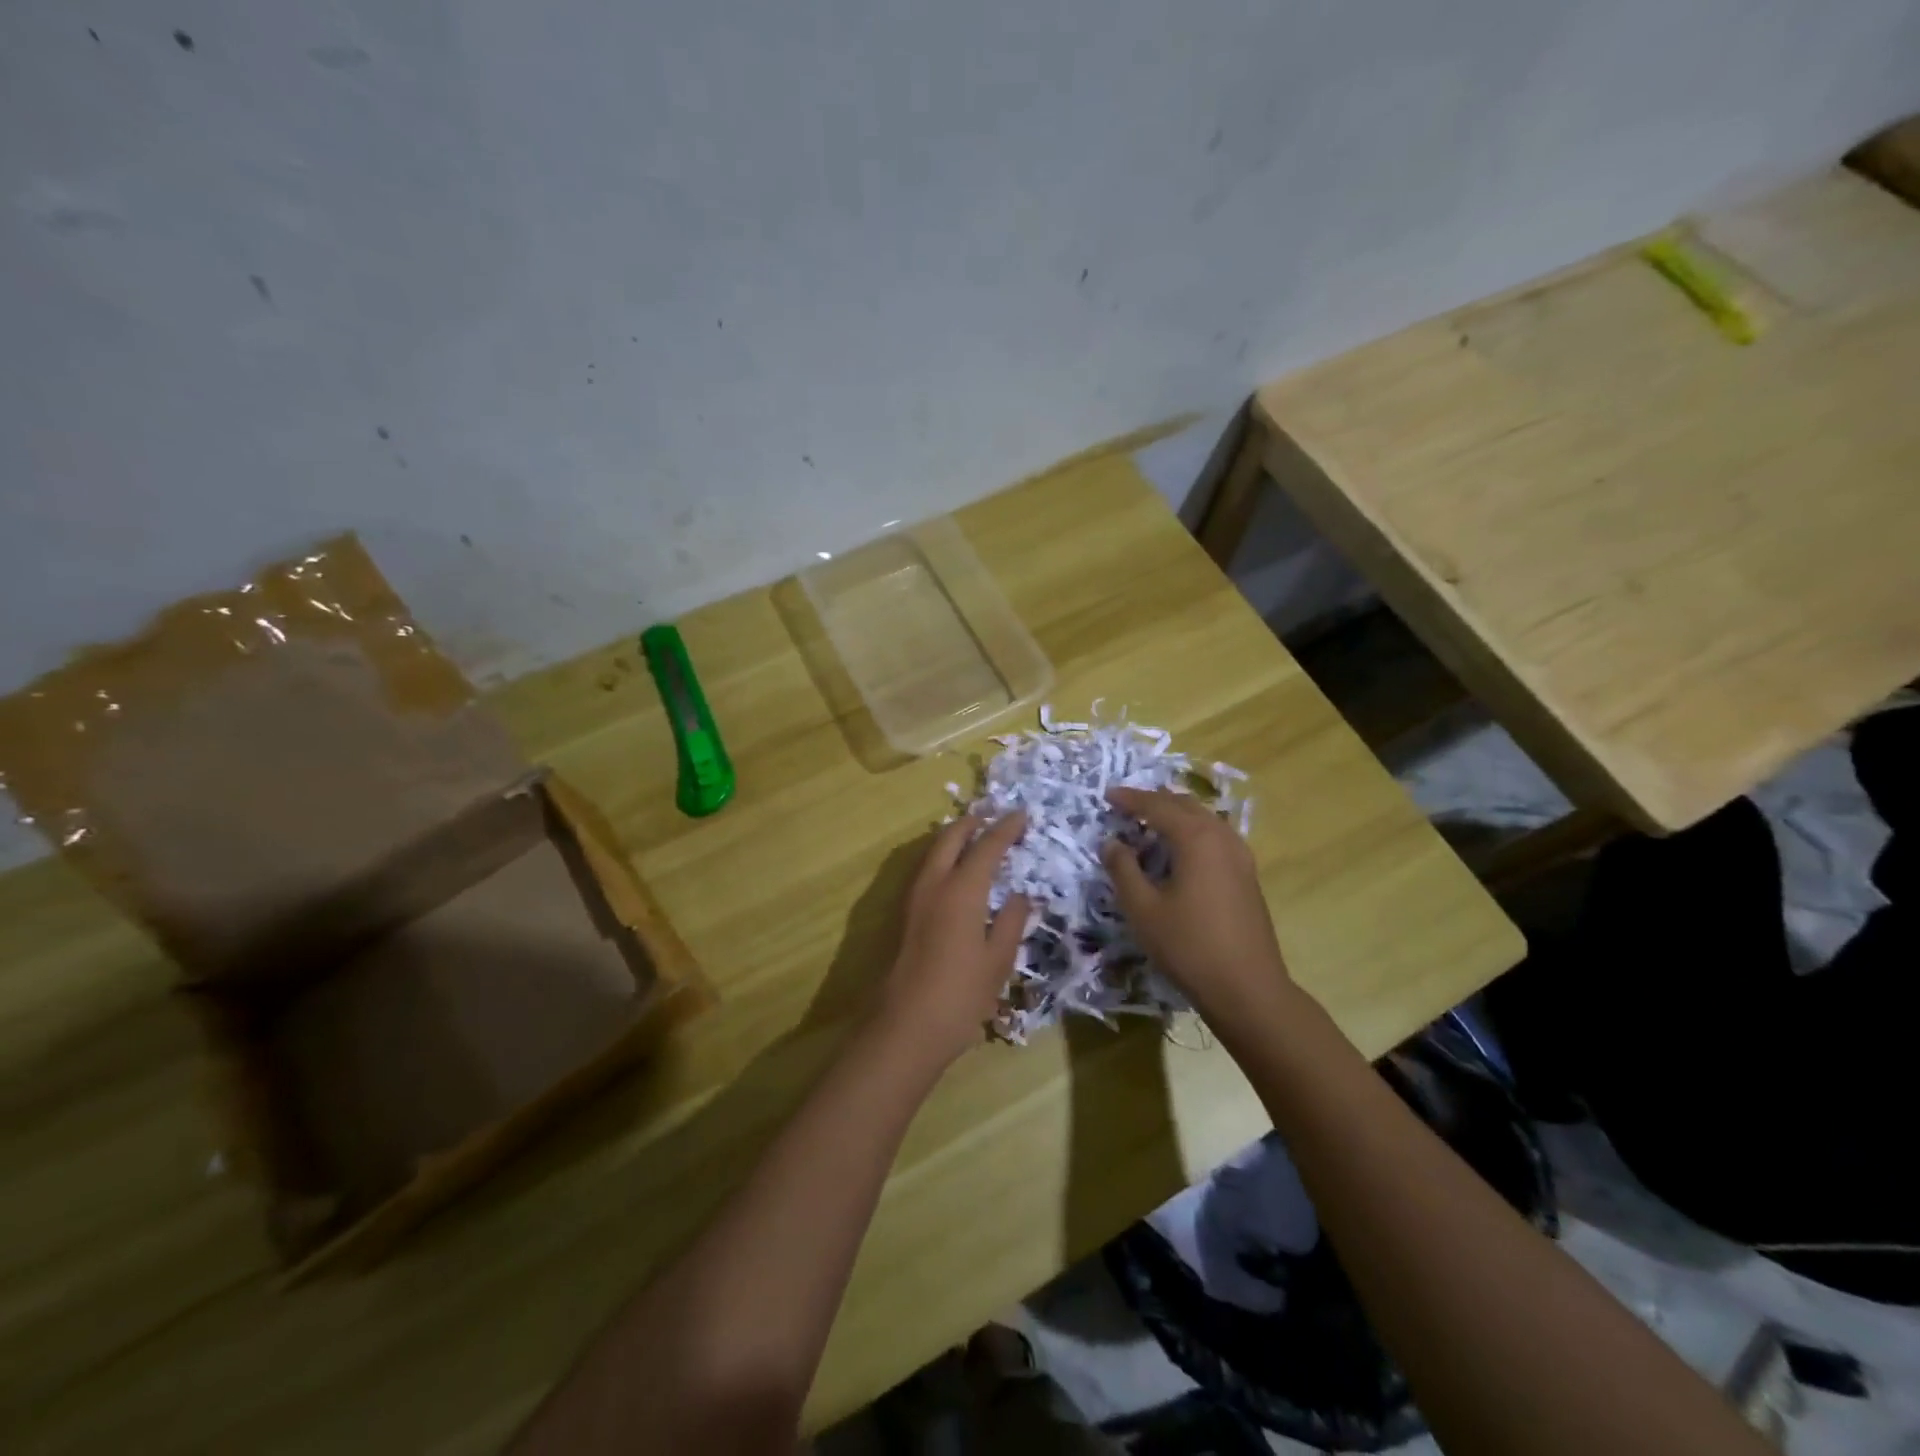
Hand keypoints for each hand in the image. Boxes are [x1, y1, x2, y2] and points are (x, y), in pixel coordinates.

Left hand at [875, 812, 1030, 1067]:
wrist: (904, 1027)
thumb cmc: (960, 996)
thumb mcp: (998, 961)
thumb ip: (1011, 921)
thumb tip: (1021, 895)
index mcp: (962, 890)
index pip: (987, 846)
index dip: (1006, 828)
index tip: (1022, 814)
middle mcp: (933, 884)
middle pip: (951, 837)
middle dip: (973, 822)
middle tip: (994, 815)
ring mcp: (913, 898)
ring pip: (933, 851)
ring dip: (954, 836)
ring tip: (974, 835)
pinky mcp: (903, 914)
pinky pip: (925, 869)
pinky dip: (942, 856)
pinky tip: (953, 870)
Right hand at [1102, 788, 1291, 1023]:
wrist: (1248, 988)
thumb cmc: (1189, 946)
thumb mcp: (1143, 909)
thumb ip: (1123, 869)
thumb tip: (1111, 842)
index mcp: (1196, 838)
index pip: (1157, 806)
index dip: (1130, 799)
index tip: (1107, 796)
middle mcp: (1221, 837)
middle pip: (1184, 805)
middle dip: (1154, 801)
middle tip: (1126, 805)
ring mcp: (1240, 855)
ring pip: (1204, 819)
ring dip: (1176, 814)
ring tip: (1151, 821)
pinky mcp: (1247, 875)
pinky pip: (1215, 836)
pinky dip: (1193, 831)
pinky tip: (1182, 849)